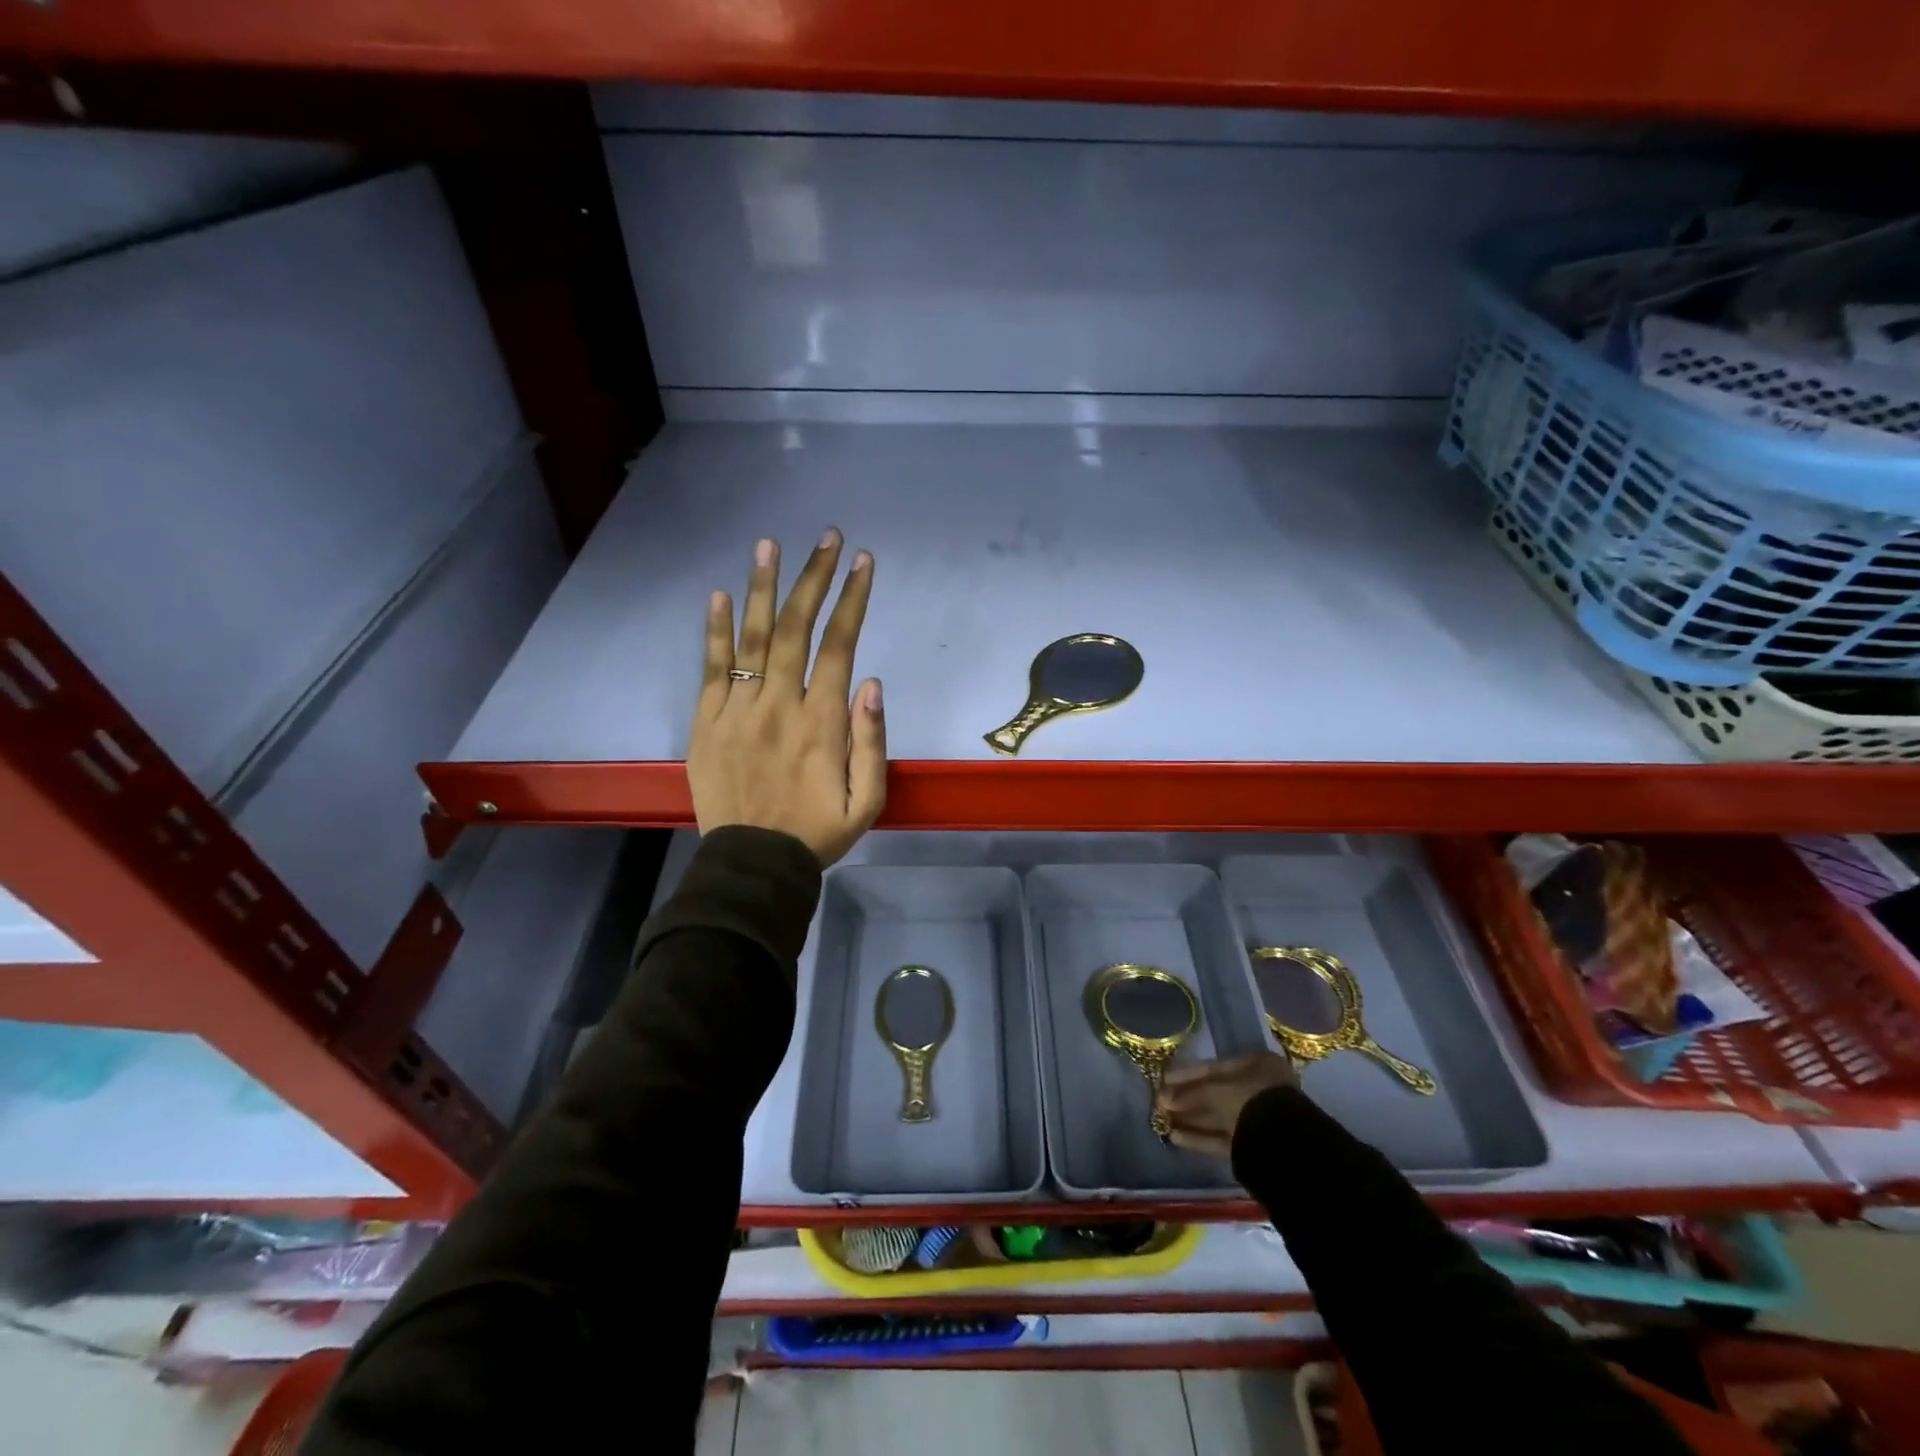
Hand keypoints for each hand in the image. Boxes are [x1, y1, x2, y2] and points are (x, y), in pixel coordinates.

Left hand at [687, 530, 885, 866]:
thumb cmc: (817, 832)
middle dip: (814, 578)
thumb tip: (871, 682)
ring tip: (769, 545)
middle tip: (826, 538)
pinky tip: (718, 595)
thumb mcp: (867, 801)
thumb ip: (872, 741)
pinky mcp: (705, 723)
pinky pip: (710, 669)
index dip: (852, 599)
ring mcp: (737, 711)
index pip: (839, 645)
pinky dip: (713, 631)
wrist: (753, 864)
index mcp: (821, 721)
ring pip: (749, 638)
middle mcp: (778, 704)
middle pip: (794, 628)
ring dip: (761, 588)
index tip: (862, 562)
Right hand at [1153, 1052, 1299, 1159]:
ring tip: (1163, 1120)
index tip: (1164, 1080)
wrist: (1284, 1145)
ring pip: (1218, 1117)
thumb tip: (1162, 1098)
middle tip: (1160, 1102)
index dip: (1187, 1074)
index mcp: (1258, 1065)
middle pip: (1215, 1094)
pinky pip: (1223, 1138)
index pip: (1215, 1068)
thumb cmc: (1251, 1100)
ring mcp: (1259, 1119)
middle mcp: (1260, 1089)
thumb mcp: (1216, 1091)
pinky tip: (1176, 1137)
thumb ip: (1189, 1094)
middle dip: (1187, 1099)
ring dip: (1191, 1118)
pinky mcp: (1254, 1147)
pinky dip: (1200, 1137)